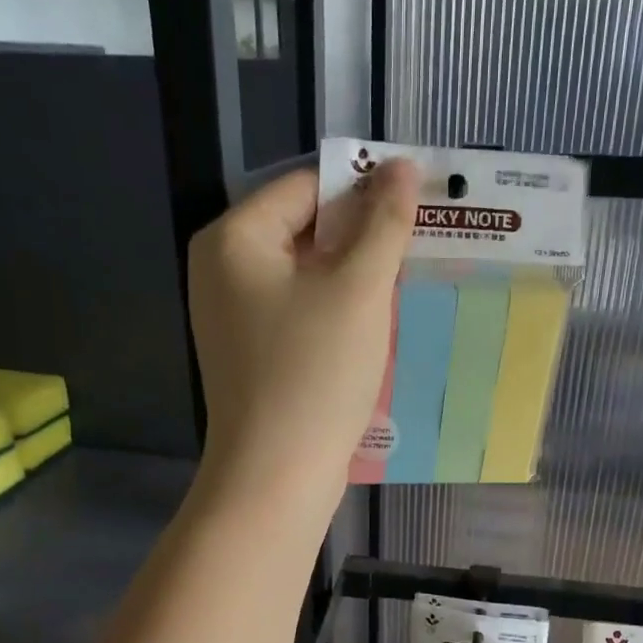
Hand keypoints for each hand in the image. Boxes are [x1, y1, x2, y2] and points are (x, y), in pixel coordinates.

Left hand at [187, 160, 419, 510]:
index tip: (417, 204)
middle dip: (362, 236)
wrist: (276, 475)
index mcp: (234, 239)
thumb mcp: (358, 290)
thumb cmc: (314, 373)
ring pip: (307, 276)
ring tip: (407, 282)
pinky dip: (337, 312)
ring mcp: (234, 318)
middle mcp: (223, 271)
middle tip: (419, 246)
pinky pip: (300, 313)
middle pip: (303, 230)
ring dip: (355, 277)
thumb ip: (383, 223)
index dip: (363, 189)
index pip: (305, 186)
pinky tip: (376, 325)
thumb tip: (401, 166)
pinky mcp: (252, 356)